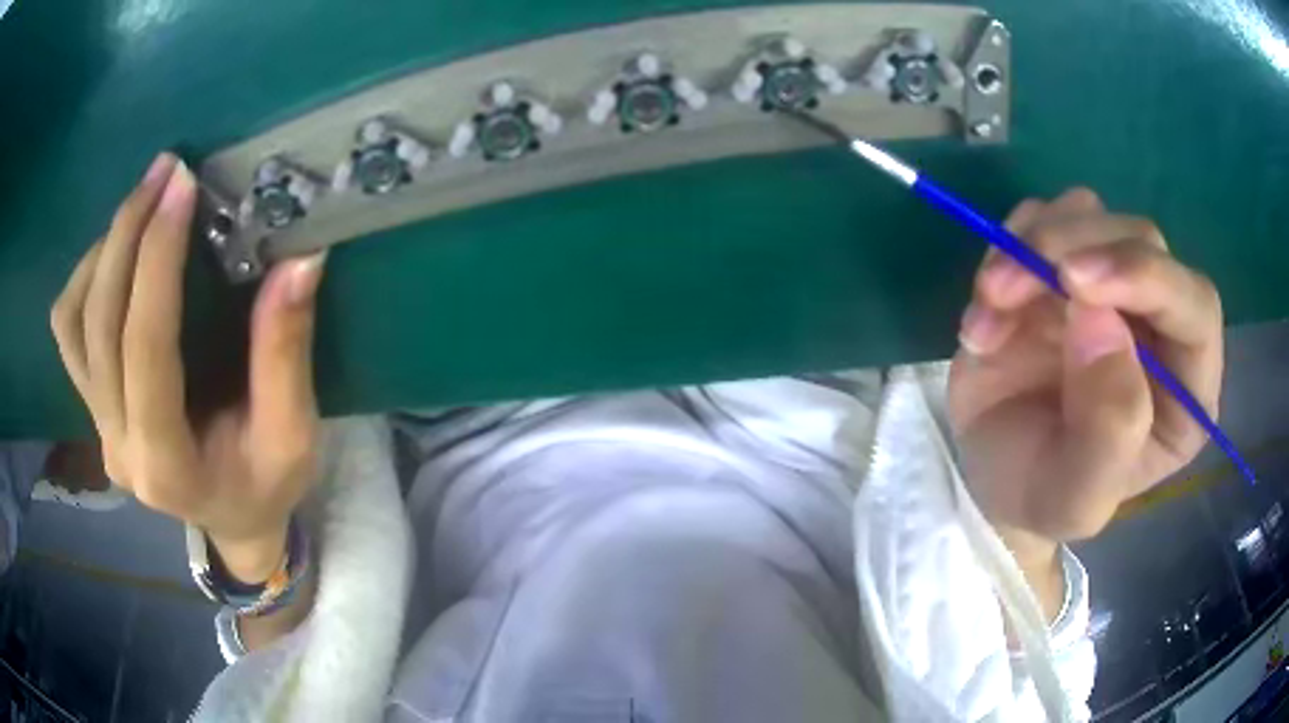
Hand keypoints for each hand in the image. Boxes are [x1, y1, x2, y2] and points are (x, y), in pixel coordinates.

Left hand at [50, 153, 327, 580]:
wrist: (231, 520)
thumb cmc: (266, 486)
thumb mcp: (292, 436)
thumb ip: (286, 355)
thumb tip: (298, 261)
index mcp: (166, 465)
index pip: (146, 349)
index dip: (158, 261)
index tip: (182, 187)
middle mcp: (117, 445)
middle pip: (99, 324)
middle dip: (128, 234)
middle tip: (166, 171)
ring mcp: (97, 426)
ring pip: (72, 322)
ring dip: (102, 251)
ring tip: (142, 203)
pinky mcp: (92, 407)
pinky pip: (67, 331)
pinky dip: (84, 279)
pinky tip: (116, 252)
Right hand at [948, 188, 1221, 546]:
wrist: (993, 477)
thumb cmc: (1043, 495)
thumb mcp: (1075, 498)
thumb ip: (1108, 431)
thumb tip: (1100, 320)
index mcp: (1186, 388)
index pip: (1196, 305)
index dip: (1148, 278)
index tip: (1077, 283)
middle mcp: (1159, 323)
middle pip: (1142, 240)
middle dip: (1076, 249)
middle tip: (1009, 288)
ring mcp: (1112, 286)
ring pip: (1090, 214)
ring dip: (1033, 244)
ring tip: (991, 303)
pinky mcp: (1064, 265)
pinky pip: (1042, 218)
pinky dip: (1006, 247)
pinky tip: (987, 310)